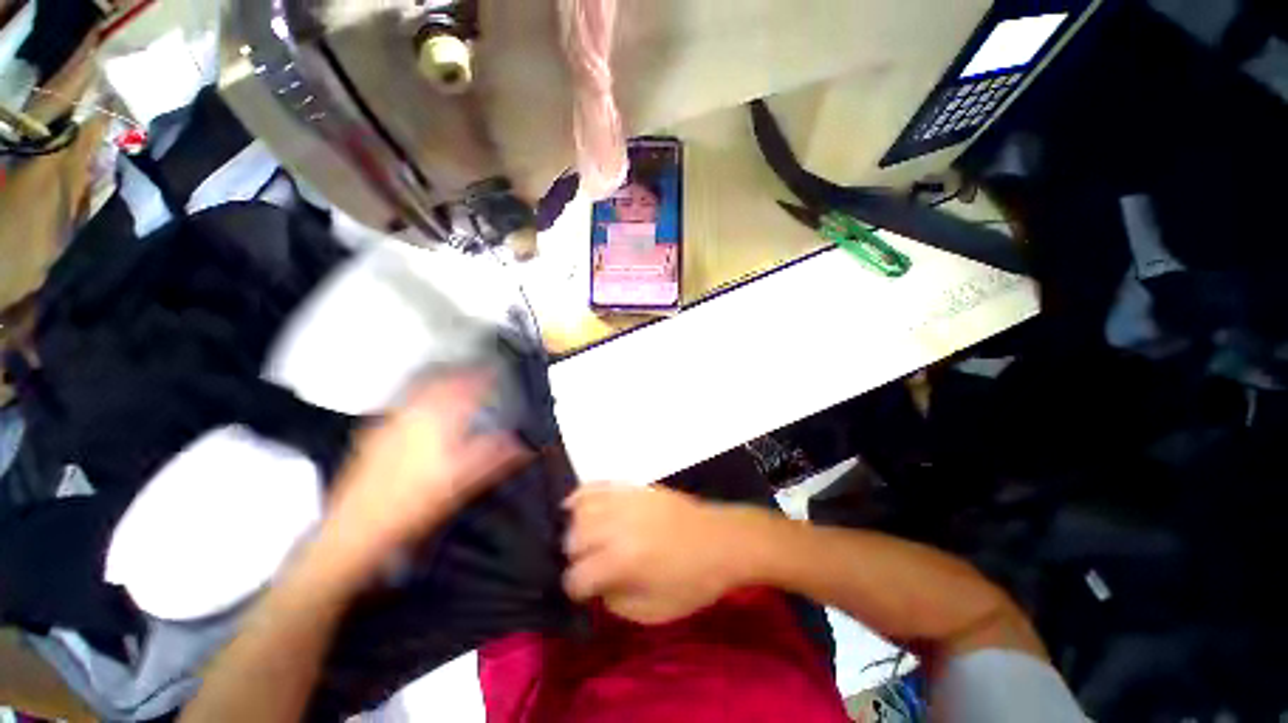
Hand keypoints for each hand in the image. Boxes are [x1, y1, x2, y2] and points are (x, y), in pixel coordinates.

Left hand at [322, 373, 531, 585]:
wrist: (358, 527)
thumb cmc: (412, 505)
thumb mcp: (462, 482)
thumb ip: (495, 458)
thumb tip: (523, 445)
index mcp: (438, 424)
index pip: (465, 389)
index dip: (483, 377)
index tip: (494, 371)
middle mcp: (413, 417)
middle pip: (440, 383)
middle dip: (461, 374)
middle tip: (475, 372)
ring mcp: (391, 423)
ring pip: (418, 389)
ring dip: (440, 381)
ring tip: (453, 381)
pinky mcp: (375, 433)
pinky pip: (403, 403)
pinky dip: (419, 395)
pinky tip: (422, 406)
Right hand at [563, 485, 769, 623]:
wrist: (720, 540)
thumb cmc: (692, 581)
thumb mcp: (653, 611)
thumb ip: (615, 602)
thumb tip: (596, 585)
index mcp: (621, 561)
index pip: (577, 576)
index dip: (576, 590)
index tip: (584, 594)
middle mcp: (615, 526)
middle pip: (572, 538)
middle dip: (574, 557)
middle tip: (587, 565)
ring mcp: (623, 501)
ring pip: (579, 509)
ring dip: (574, 526)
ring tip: (581, 537)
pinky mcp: (632, 487)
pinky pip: (597, 485)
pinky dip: (582, 496)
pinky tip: (579, 506)